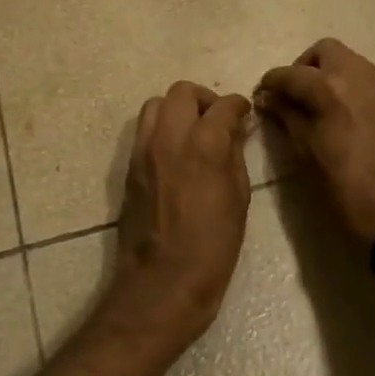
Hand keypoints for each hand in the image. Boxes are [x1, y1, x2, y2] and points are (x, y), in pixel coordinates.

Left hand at [99, 81, 253, 359]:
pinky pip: (144, 131)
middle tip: (219, 121)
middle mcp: (169, 138)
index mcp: (203, 146)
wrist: (162, 283)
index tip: (245, 115)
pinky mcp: (129, 168)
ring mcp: (143, 151)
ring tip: (194, 133)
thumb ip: (235, 156)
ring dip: (177, 110)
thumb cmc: (212, 248)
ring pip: (155, 105)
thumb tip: (235, 131)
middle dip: (205, 99)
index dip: (239, 106)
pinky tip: (177, 154)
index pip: (223, 105)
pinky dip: (161, 129)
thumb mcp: (238, 200)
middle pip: (182, 92)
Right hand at [256, 39, 374, 245]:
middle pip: (324, 51)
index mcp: (329, 89)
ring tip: (314, 104)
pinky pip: (365, 78)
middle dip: (303, 67)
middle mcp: (357, 75)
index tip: (262, 95)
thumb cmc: (343, 186)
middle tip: (292, 94)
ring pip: (348, 61)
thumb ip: (286, 117)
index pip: (290, 73)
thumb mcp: (305, 152)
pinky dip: (347, 85)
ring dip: (327, 73)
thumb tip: (268, 98)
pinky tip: (339, 114)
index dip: (271, 82)